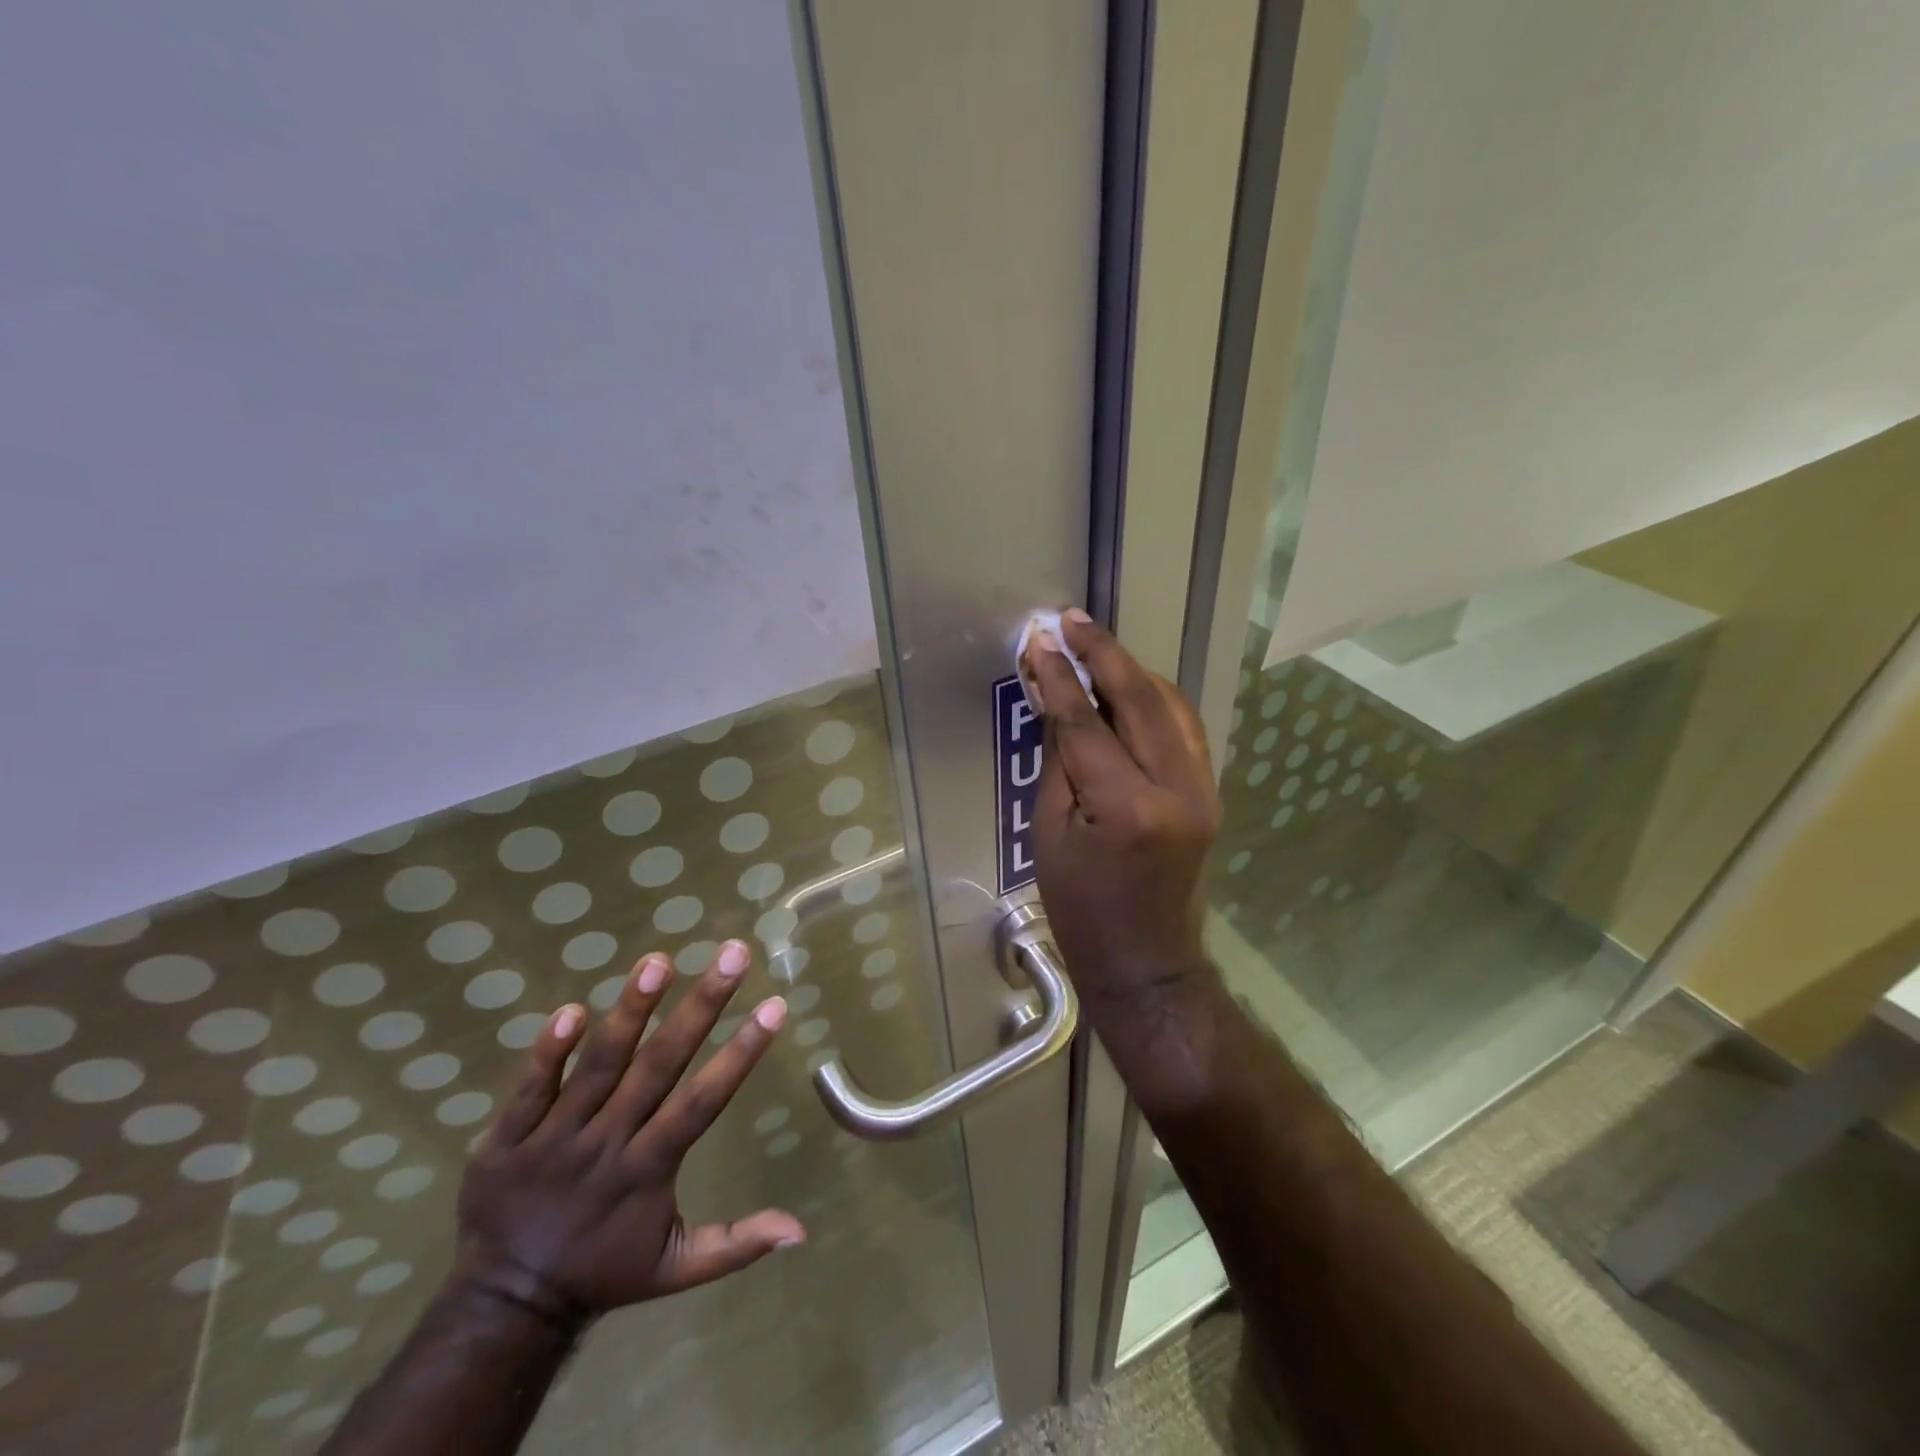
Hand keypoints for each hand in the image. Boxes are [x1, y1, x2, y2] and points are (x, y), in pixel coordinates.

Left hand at [453, 940, 802, 1329]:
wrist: (503, 1307)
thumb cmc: (603, 1273)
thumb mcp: (676, 1269)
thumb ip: (737, 1243)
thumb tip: (803, 1231)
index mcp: (649, 1169)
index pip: (703, 1101)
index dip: (740, 1053)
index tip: (774, 1006)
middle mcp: (609, 1143)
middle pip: (659, 1065)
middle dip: (700, 1006)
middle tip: (732, 953)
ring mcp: (556, 1137)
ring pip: (599, 1066)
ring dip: (630, 1012)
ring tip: (658, 961)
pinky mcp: (509, 1137)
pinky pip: (531, 1089)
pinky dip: (549, 1053)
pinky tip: (571, 1009)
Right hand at [1025, 610, 1219, 1013]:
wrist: (1146, 962)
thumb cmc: (1081, 908)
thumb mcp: (1050, 833)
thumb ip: (1058, 758)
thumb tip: (1051, 697)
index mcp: (1128, 807)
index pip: (1088, 724)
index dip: (1060, 678)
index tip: (1039, 641)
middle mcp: (1177, 788)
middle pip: (1140, 699)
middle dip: (1102, 654)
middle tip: (1070, 620)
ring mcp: (1204, 788)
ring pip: (1171, 705)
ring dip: (1131, 670)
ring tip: (1095, 646)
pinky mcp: (1210, 792)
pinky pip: (1184, 728)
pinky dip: (1154, 699)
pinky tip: (1128, 686)